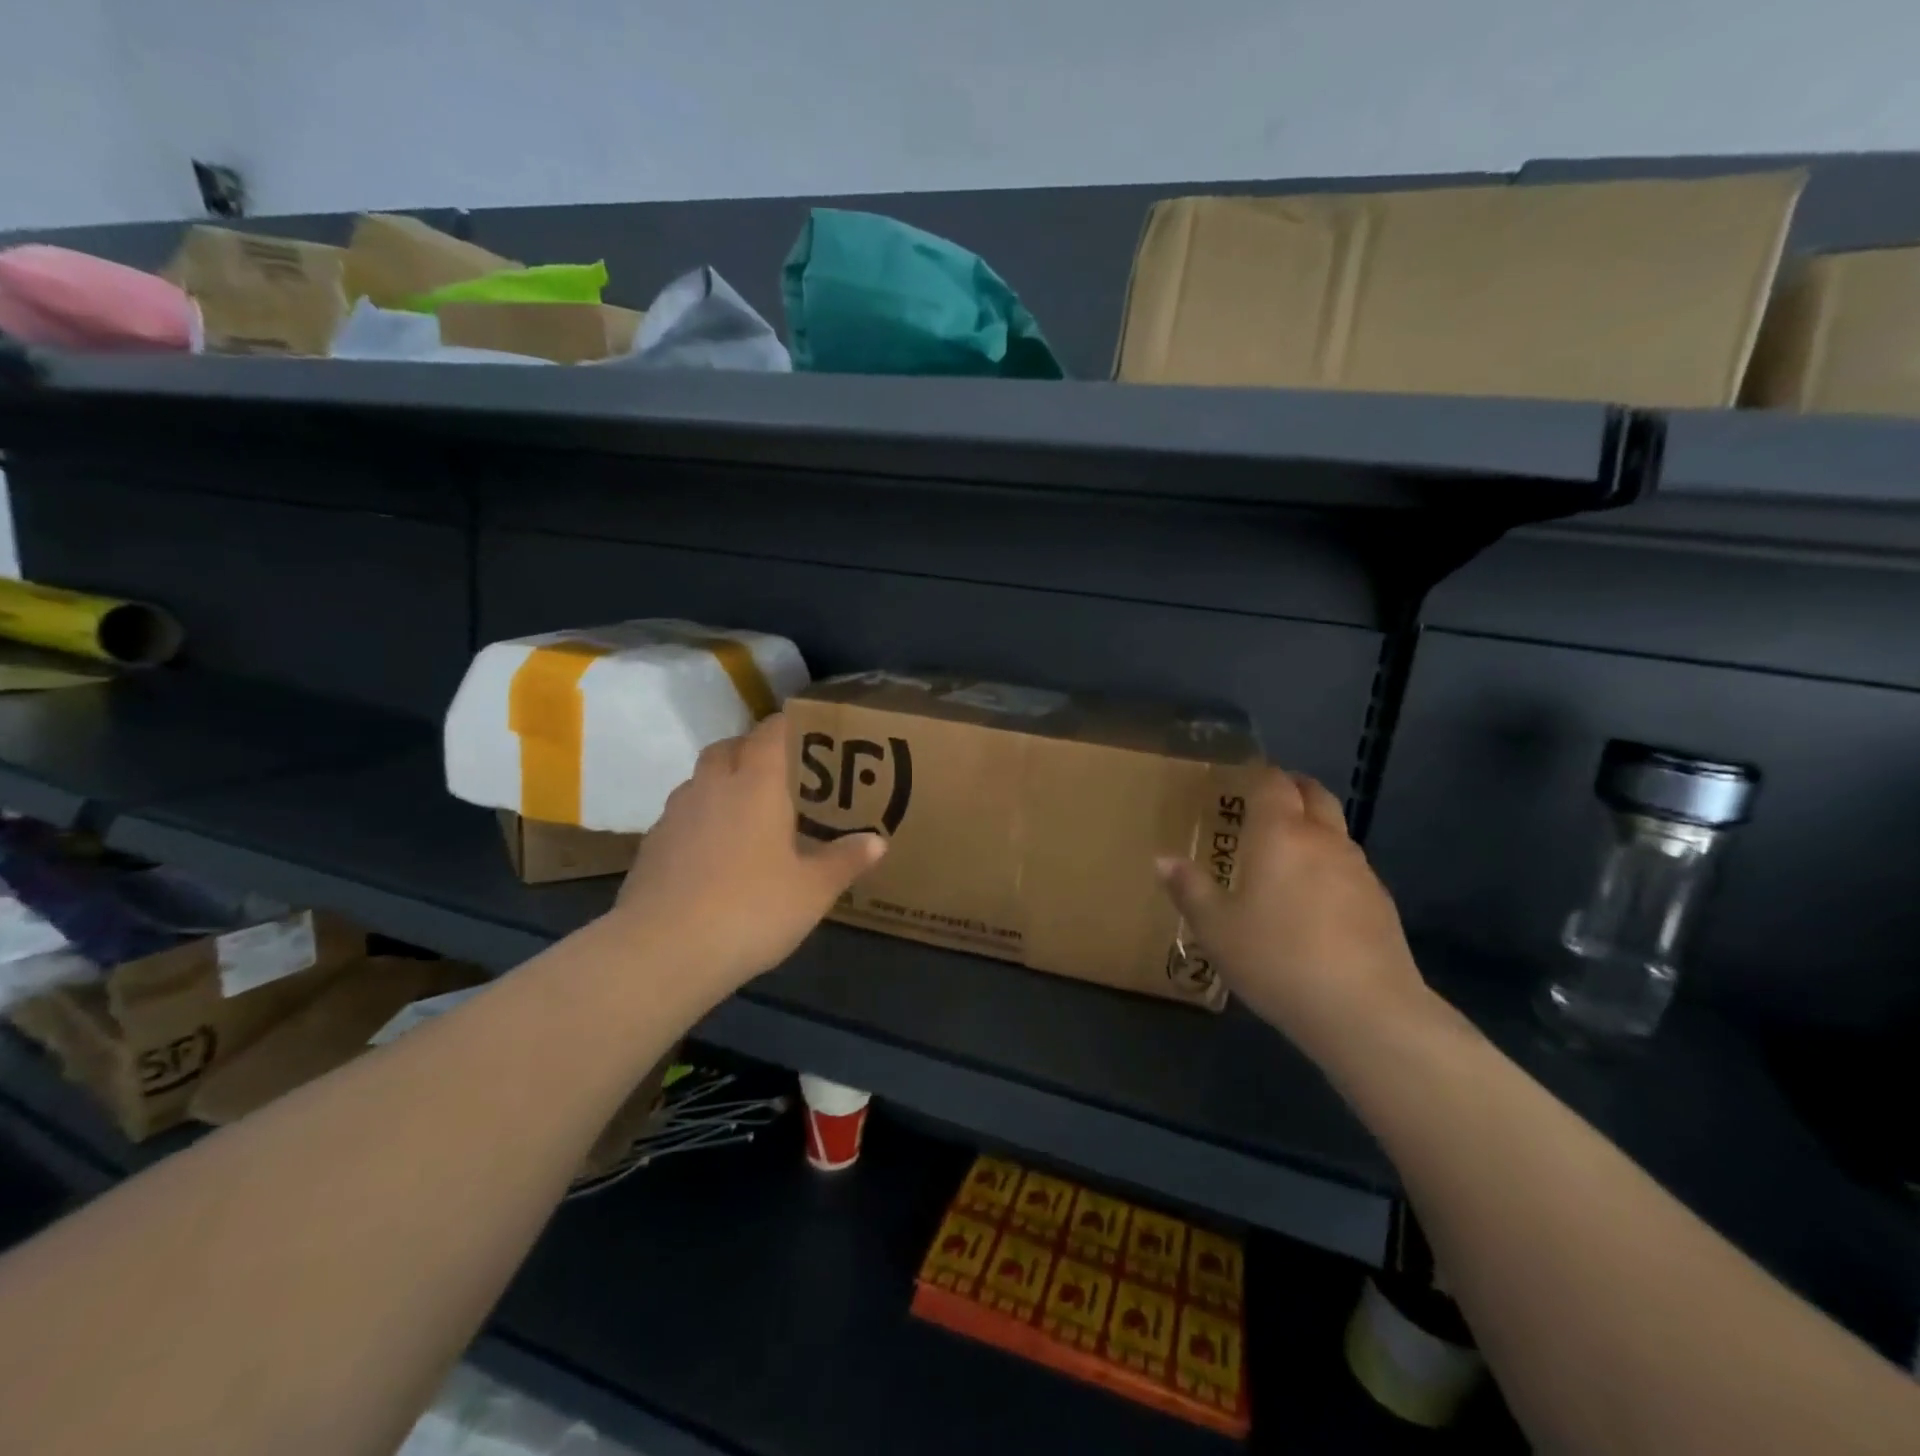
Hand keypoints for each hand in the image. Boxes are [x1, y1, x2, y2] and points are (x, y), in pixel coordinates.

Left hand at [613, 713, 885, 995]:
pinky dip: (701, 821)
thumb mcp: (812, 891)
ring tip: (748, 815)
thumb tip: (878, 841)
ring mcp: (675, 815)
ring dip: (722, 784)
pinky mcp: (651, 846)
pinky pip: (682, 816)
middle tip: (779, 773)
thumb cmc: (750, 909)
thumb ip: (845, 861)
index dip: (788, 725)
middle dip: (751, 750)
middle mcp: (712, 787)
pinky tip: (715, 855)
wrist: (662, 951)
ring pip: (700, 781)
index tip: (807, 730)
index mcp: (755, 785)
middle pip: (728, 748)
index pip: (770, 733)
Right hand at [1157, 767, 1431, 1070]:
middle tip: (1264, 803)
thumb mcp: (1216, 928)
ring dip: (1312, 829)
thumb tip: (1163, 859)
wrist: (1365, 1010)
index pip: (1273, 783)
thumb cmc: (1277, 957)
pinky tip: (1314, 902)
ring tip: (1285, 855)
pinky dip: (1329, 866)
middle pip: (1314, 795)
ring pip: (1335, 831)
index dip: (1258, 774)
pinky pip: (1349, 867)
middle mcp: (1323, 840)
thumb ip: (1189, 889)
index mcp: (1280, 834)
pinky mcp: (1381, 903)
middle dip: (1291, 789)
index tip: (1240, 778)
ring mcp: (1359, 870)